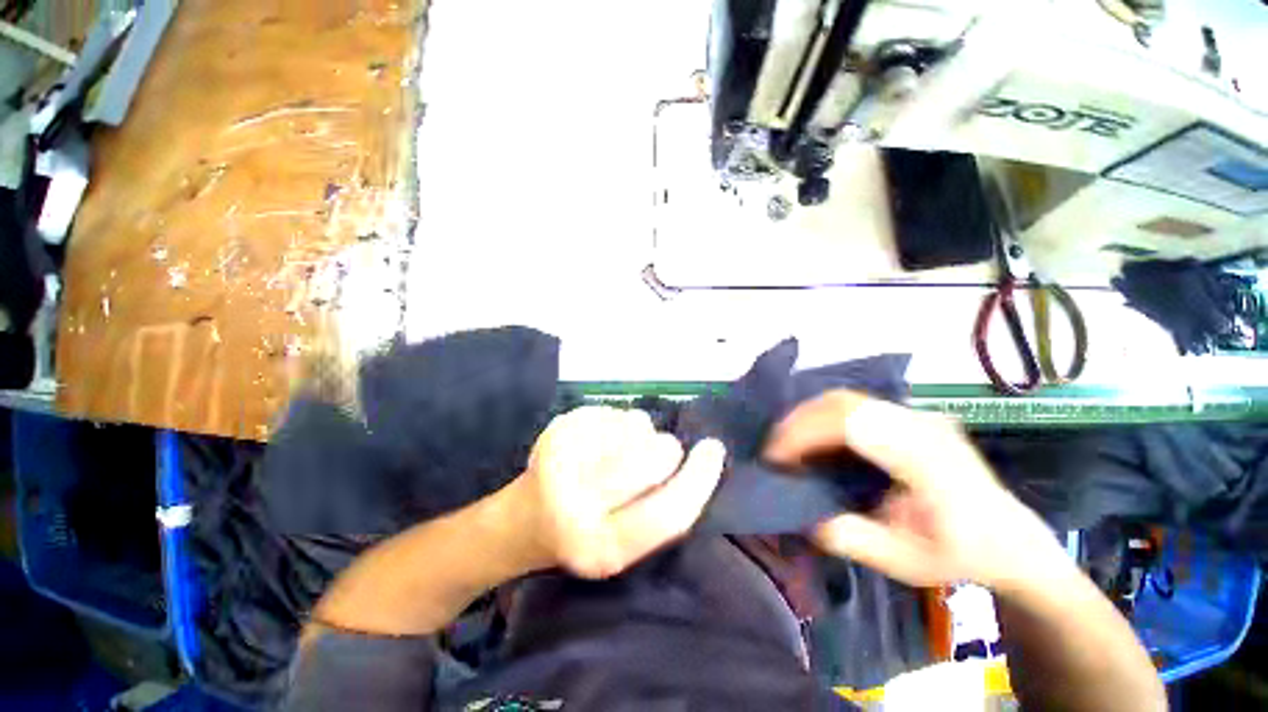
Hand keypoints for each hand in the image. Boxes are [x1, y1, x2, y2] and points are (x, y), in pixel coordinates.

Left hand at [515, 406, 725, 578]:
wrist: (522, 520)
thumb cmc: (581, 536)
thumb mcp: (624, 547)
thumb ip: (661, 513)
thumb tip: (699, 461)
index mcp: (601, 548)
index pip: (668, 513)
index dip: (700, 479)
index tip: (713, 450)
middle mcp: (576, 503)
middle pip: (652, 457)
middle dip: (666, 451)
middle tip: (653, 457)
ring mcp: (561, 458)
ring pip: (636, 425)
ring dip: (640, 435)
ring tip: (618, 452)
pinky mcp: (556, 428)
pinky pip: (615, 410)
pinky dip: (618, 422)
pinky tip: (599, 441)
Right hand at [764, 391, 1071, 591]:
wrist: (1012, 540)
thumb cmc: (961, 554)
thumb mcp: (903, 562)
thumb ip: (848, 538)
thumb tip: (797, 515)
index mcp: (926, 458)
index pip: (851, 424)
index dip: (804, 434)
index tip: (776, 460)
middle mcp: (920, 423)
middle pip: (843, 402)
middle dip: (798, 422)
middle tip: (774, 450)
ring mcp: (916, 414)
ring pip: (845, 398)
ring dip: (808, 417)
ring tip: (788, 445)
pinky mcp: (908, 415)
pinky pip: (855, 405)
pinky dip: (823, 417)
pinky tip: (814, 439)